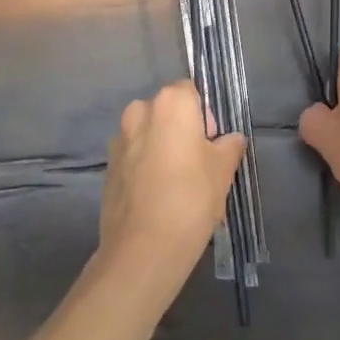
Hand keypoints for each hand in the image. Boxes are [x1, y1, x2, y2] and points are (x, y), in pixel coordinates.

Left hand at [100, 82, 246, 277]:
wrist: (144, 247)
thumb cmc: (191, 197)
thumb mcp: (223, 170)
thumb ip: (229, 146)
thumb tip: (232, 138)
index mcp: (171, 102)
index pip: (191, 92)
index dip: (204, 116)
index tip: (211, 145)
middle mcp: (140, 110)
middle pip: (167, 111)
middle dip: (181, 130)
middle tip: (197, 165)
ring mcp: (119, 138)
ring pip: (148, 134)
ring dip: (161, 148)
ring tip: (176, 185)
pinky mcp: (107, 166)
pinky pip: (133, 156)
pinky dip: (144, 167)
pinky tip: (156, 197)